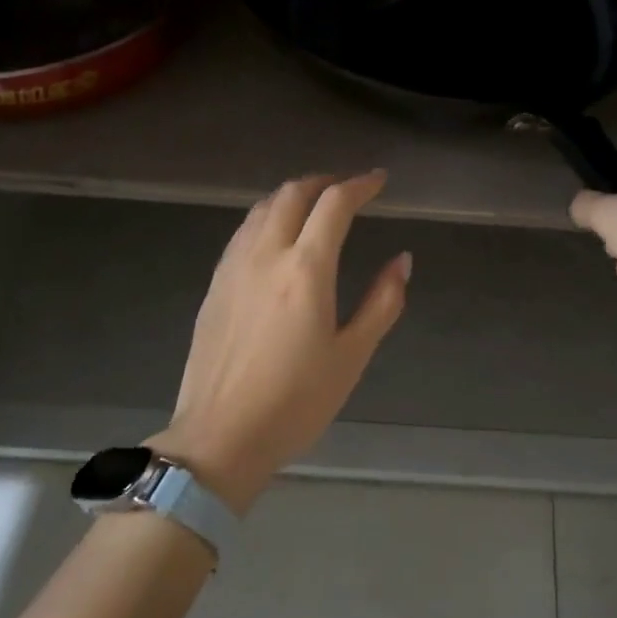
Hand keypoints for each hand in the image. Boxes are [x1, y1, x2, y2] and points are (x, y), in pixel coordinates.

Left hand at [146, 171, 409, 513]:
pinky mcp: (214, 286)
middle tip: (348, 189)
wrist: (220, 436)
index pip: (333, 205)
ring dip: (292, 195)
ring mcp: (233, 268)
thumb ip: (382, 302)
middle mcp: (265, 256)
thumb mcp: (352, 356)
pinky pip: (242, 232)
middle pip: (292, 194)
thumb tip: (402, 261)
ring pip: (261, 208)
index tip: (379, 181)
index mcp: (305, 270)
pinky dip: (267, 218)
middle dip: (324, 182)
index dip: (360, 185)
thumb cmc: (296, 402)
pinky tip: (277, 237)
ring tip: (315, 206)